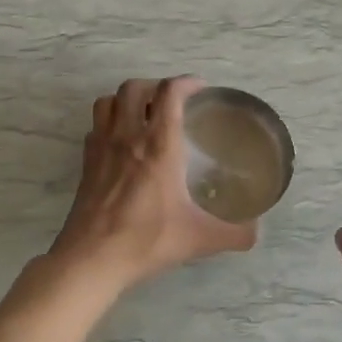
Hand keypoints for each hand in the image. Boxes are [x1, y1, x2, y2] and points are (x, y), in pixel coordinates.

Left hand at [50, 77, 256, 293]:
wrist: (92, 258)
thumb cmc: (147, 240)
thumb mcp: (199, 239)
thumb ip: (234, 234)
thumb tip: (255, 232)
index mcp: (158, 146)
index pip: (169, 93)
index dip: (187, 83)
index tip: (200, 89)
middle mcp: (128, 137)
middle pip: (134, 87)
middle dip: (155, 86)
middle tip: (171, 101)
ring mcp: (102, 148)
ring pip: (108, 101)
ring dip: (126, 99)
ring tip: (143, 114)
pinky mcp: (86, 163)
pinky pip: (95, 127)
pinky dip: (109, 123)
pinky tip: (121, 143)